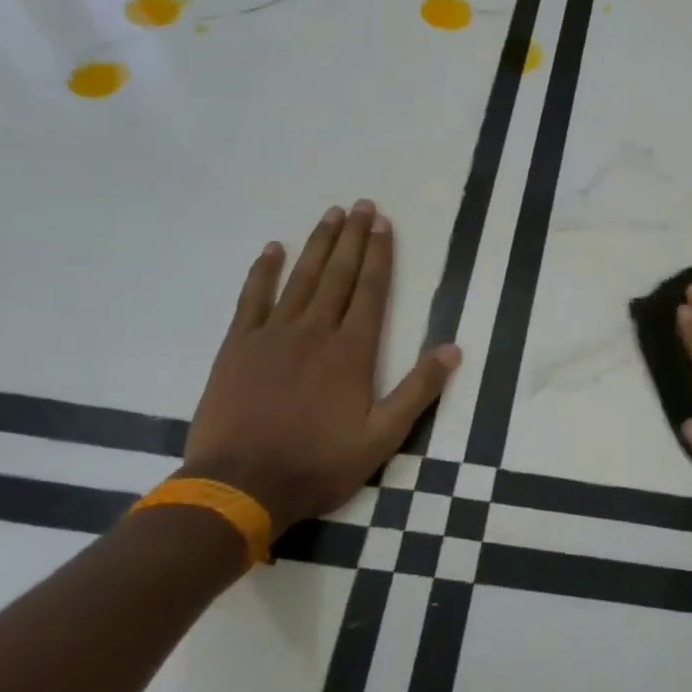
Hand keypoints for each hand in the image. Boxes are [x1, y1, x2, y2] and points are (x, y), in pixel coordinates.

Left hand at [182, 201, 460, 532]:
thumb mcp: (382, 437)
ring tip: (331, 214)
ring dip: (318, 244)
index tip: (383, 223)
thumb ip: (418, 390)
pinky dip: (263, 272)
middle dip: (352, 238)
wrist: (240, 486)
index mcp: (352, 351)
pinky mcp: (238, 346)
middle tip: (361, 205)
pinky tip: (272, 249)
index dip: (379, 255)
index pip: (371, 290)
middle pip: (338, 275)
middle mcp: (315, 331)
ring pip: (301, 278)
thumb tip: (453, 348)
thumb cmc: (318, 463)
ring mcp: (273, 335)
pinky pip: (252, 299)